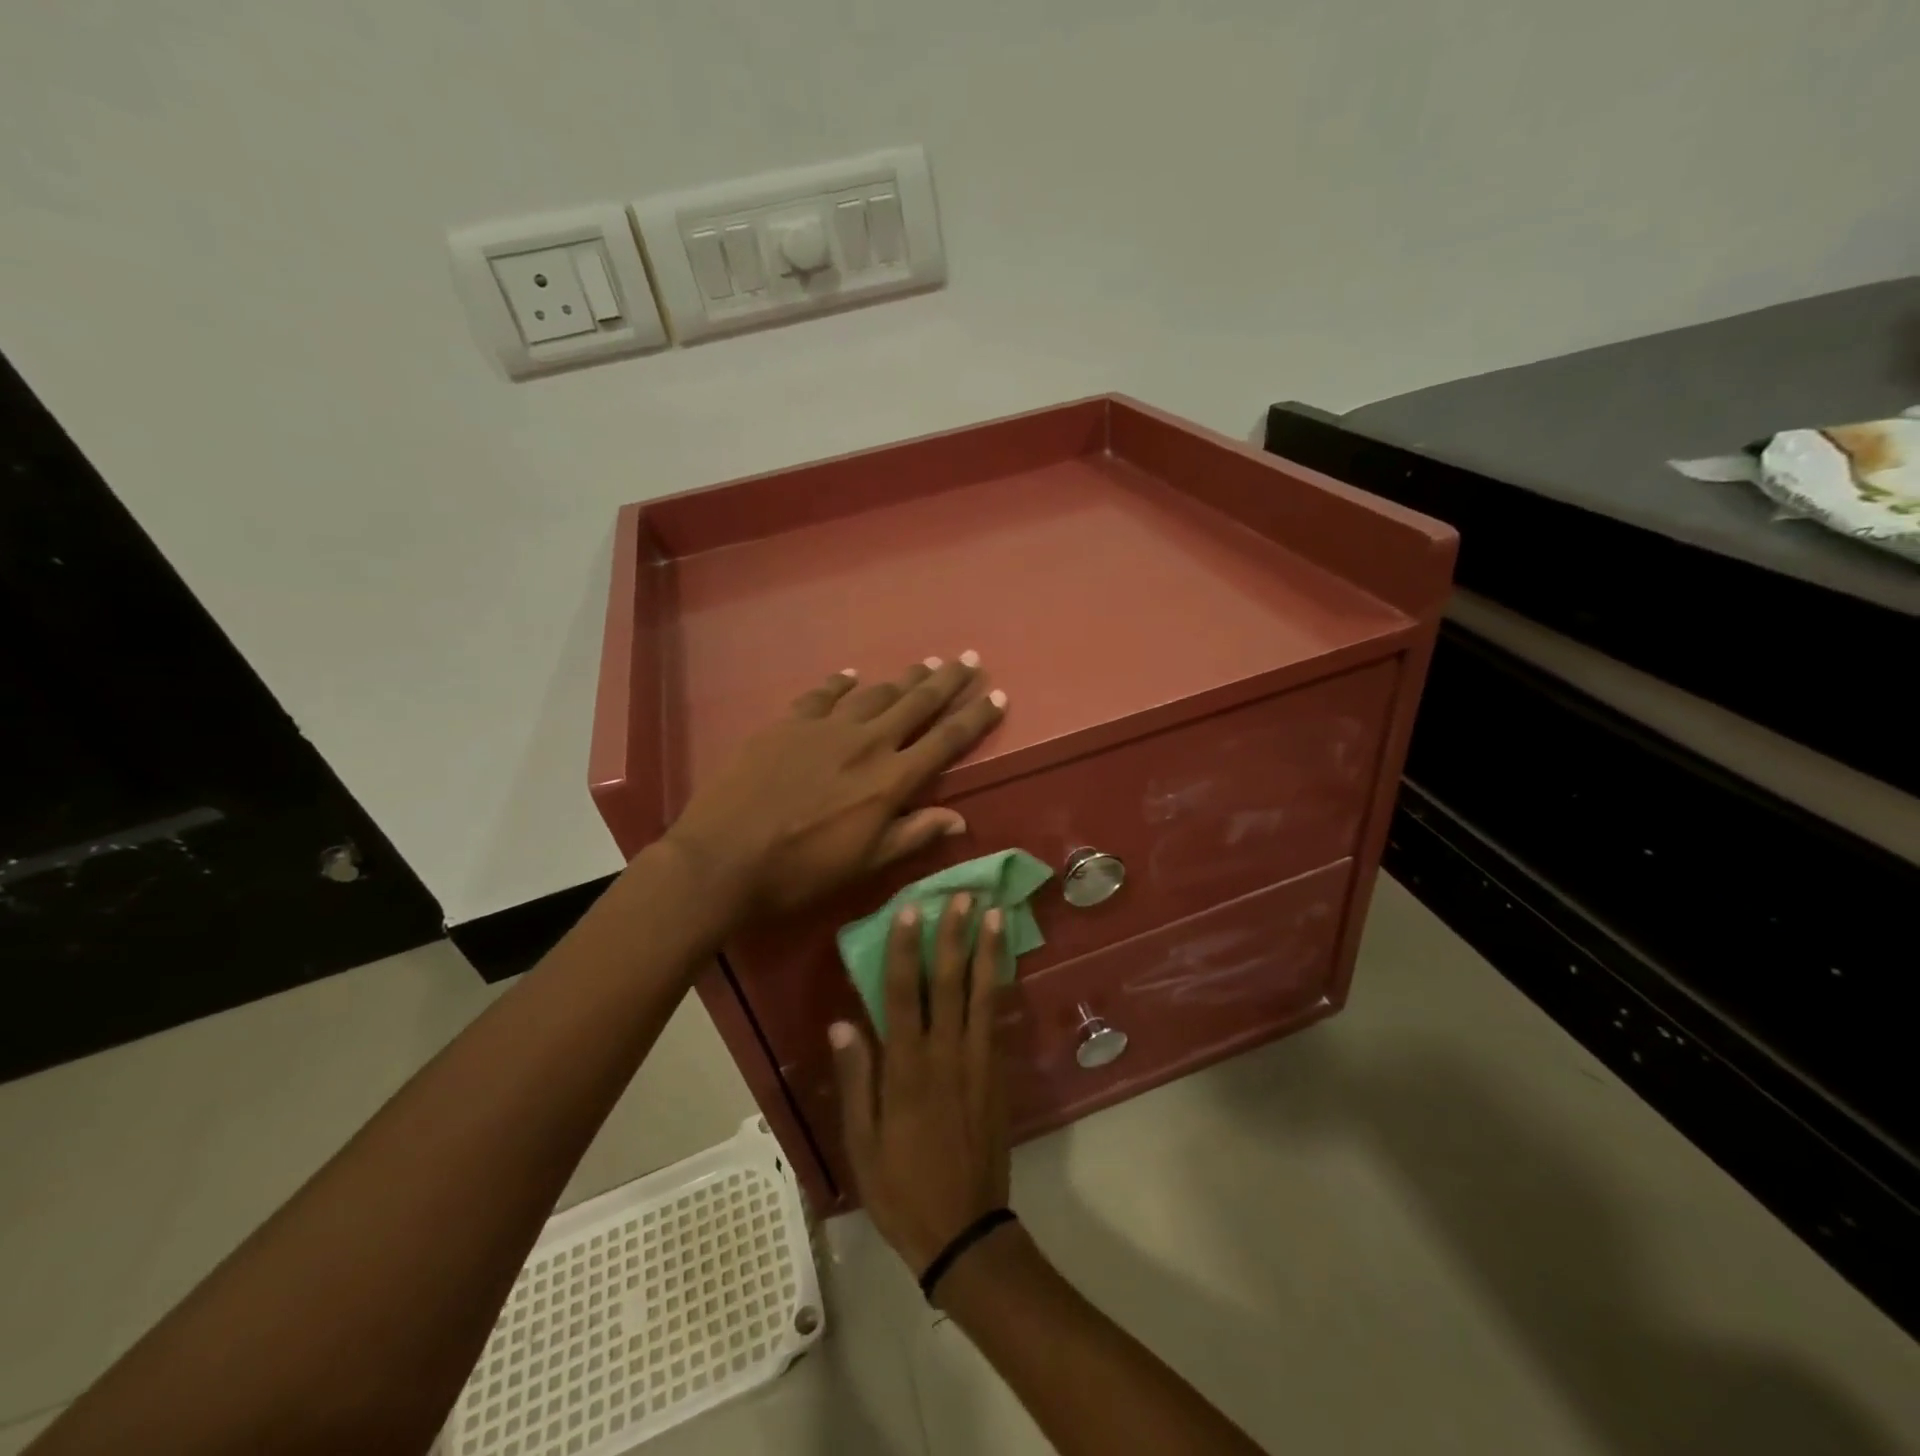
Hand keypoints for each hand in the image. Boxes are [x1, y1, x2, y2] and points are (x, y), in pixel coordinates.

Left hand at [664, 655, 1004, 920]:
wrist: (723, 858)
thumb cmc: (800, 872)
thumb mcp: (865, 863)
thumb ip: (913, 834)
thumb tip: (959, 818)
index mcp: (891, 780)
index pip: (946, 740)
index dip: (975, 718)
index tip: (997, 696)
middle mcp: (866, 743)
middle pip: (917, 703)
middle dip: (948, 680)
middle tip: (970, 658)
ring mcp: (825, 728)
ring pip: (876, 693)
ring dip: (904, 678)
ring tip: (926, 664)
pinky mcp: (788, 723)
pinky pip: (822, 694)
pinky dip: (841, 683)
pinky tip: (852, 675)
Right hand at [830, 894, 1011, 1272]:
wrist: (964, 1230)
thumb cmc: (901, 1188)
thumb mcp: (862, 1143)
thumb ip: (857, 1079)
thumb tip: (842, 1023)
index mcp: (907, 1070)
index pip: (903, 996)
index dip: (905, 950)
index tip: (910, 911)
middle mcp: (946, 1055)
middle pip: (948, 984)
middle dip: (953, 936)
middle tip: (962, 896)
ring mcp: (977, 1062)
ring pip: (981, 995)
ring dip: (986, 951)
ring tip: (994, 914)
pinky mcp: (997, 1075)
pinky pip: (996, 1021)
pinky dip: (999, 987)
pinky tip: (1002, 964)